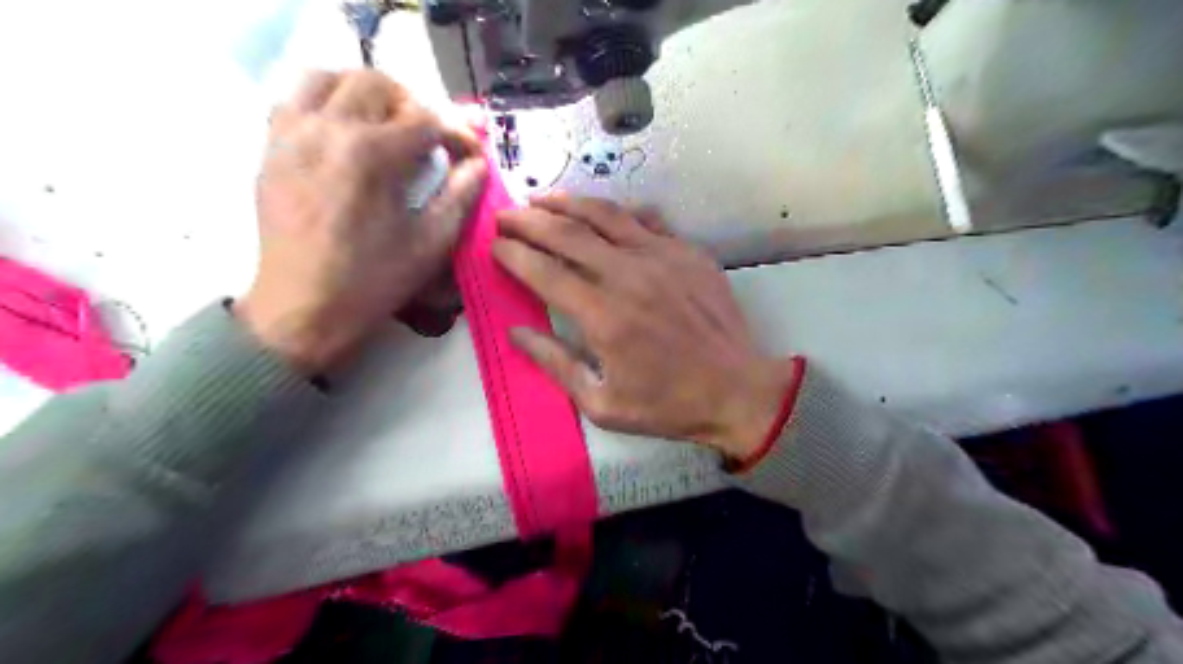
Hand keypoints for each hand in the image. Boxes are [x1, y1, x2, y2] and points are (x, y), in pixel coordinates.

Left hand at [237, 73, 485, 376]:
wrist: (303, 309)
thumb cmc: (373, 281)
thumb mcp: (431, 244)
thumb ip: (460, 197)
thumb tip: (479, 165)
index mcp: (371, 154)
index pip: (425, 120)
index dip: (457, 133)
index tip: (471, 153)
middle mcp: (326, 129)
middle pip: (375, 84)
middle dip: (413, 105)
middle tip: (428, 138)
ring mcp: (291, 135)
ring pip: (327, 77)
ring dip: (364, 93)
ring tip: (384, 124)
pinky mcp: (270, 150)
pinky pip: (294, 100)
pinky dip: (325, 103)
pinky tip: (343, 135)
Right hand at [489, 194, 792, 457]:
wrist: (737, 390)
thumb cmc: (667, 404)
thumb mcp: (602, 404)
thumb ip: (556, 364)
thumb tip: (515, 332)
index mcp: (603, 315)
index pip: (544, 271)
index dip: (513, 254)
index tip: (493, 245)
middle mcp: (628, 275)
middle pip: (567, 234)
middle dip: (528, 220)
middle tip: (505, 215)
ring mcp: (662, 257)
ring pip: (605, 215)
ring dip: (568, 203)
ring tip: (541, 199)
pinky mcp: (688, 252)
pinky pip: (646, 219)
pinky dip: (617, 212)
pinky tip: (602, 212)